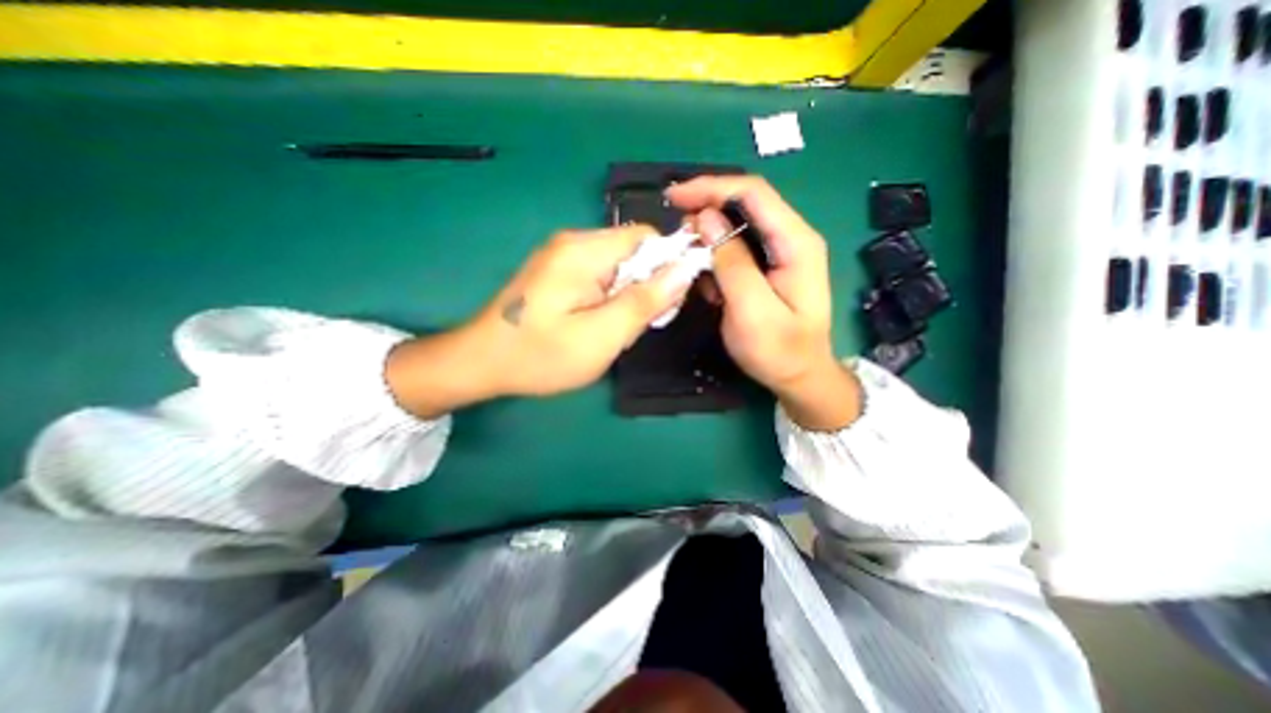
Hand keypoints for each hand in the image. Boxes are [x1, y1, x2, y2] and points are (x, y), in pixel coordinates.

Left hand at [386, 225, 692, 416]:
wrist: (480, 363)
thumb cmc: (541, 355)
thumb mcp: (602, 336)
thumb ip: (645, 302)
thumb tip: (685, 269)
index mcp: (584, 250)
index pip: (647, 238)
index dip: (666, 268)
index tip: (663, 306)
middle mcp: (573, 242)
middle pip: (633, 253)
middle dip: (644, 288)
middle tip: (630, 327)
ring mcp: (561, 256)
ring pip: (618, 268)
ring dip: (626, 298)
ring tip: (609, 331)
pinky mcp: (556, 272)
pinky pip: (599, 277)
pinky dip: (608, 300)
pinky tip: (594, 325)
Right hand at [668, 175, 858, 428]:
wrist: (800, 377)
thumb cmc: (779, 351)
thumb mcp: (752, 310)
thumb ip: (732, 263)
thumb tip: (706, 219)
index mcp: (796, 242)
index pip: (753, 193)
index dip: (711, 188)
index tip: (674, 198)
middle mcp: (791, 238)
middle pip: (745, 204)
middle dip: (706, 210)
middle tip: (677, 233)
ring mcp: (780, 252)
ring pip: (737, 226)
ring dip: (708, 239)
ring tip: (690, 264)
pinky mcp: (768, 267)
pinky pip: (737, 250)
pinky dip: (716, 260)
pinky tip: (710, 286)